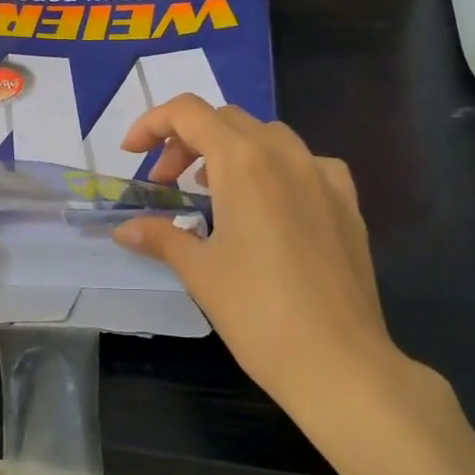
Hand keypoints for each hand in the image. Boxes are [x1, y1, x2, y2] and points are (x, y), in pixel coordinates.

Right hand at [112, 97, 430, 430]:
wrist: (337, 360)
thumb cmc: (257, 313)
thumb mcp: (199, 271)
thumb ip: (161, 237)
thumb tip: (126, 229)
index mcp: (243, 162)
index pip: (189, 113)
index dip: (153, 124)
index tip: (132, 154)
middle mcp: (286, 155)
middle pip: (227, 120)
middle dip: (187, 142)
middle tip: (167, 184)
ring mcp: (324, 175)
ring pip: (269, 136)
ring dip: (231, 150)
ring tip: (214, 193)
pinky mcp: (348, 202)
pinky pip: (307, 163)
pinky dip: (276, 168)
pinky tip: (271, 205)